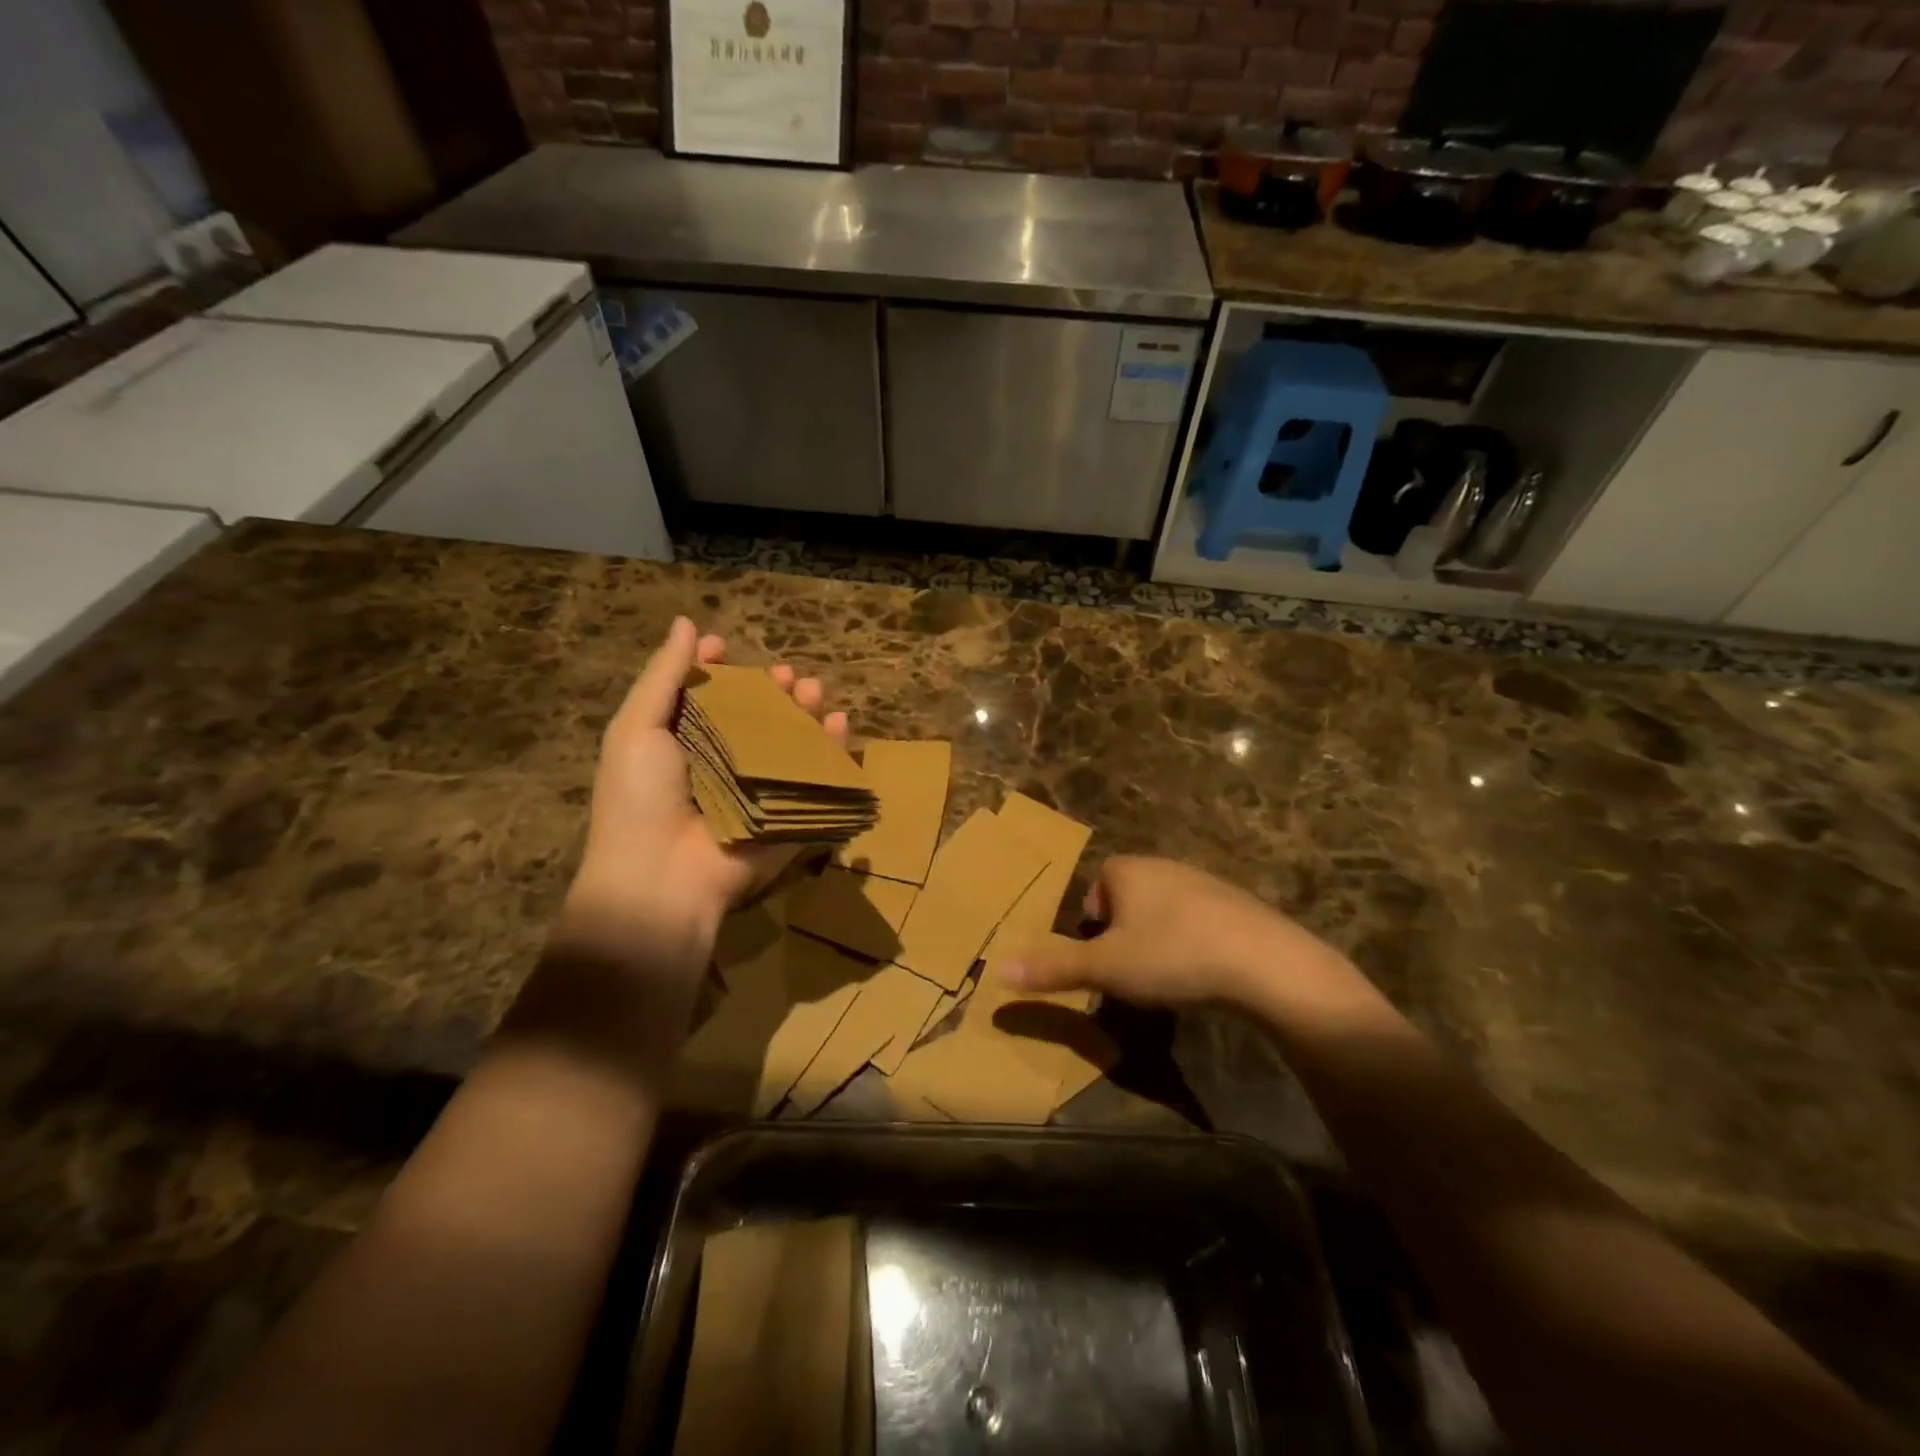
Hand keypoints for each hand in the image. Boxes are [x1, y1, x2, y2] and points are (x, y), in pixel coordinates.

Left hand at [564, 617, 848, 966]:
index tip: (723, 646)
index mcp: (680, 744)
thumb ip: (662, 675)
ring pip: (790, 744)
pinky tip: (839, 725)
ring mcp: (758, 792)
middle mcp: (721, 765)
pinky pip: (815, 779)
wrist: (661, 879)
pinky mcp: (788, 815)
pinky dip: (832, 751)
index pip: (704, 697)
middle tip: (787, 676)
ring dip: (805, 714)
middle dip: (772, 691)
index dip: (714, 670)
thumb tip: (686, 623)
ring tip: (814, 692)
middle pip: (754, 717)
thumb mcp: (637, 728)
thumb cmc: (640, 798)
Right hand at [1001, 856, 1349, 1008]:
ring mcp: (1202, 882)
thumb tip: (998, 970)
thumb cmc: (1171, 955)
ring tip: (1164, 979)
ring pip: (1162, 911)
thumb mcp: (1104, 967)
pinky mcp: (1235, 904)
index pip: (1094, 888)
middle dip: (1122, 934)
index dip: (1091, 925)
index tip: (1101, 960)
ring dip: (1156, 939)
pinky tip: (1201, 974)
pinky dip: (1191, 944)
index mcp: (1126, 870)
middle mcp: (1162, 866)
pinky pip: (1197, 922)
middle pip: (1127, 899)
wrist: (1263, 961)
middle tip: (1128, 974)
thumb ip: (1053, 967)